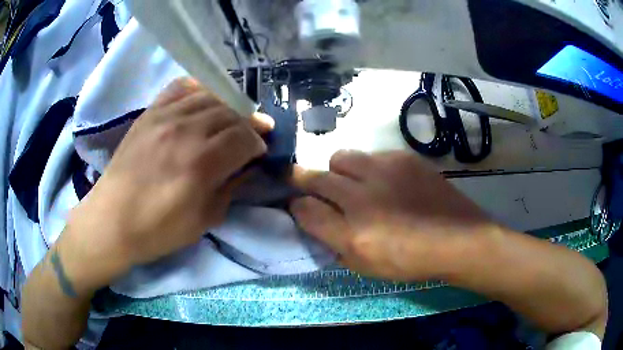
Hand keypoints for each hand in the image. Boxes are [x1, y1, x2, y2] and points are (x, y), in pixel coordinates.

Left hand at [60, 78, 272, 290]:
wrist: (113, 220)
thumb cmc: (158, 229)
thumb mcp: (205, 221)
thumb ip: (230, 188)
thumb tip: (246, 166)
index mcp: (202, 164)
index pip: (244, 138)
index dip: (258, 143)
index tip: (259, 152)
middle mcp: (186, 131)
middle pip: (231, 114)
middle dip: (249, 123)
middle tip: (252, 135)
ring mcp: (165, 116)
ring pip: (211, 97)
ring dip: (228, 107)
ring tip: (231, 118)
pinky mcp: (150, 112)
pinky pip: (181, 87)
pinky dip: (200, 89)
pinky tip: (204, 101)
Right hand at [291, 150, 498, 281]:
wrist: (457, 238)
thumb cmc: (411, 261)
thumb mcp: (366, 267)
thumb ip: (334, 245)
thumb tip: (315, 222)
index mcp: (352, 234)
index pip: (304, 210)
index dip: (295, 206)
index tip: (297, 205)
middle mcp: (362, 198)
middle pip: (314, 176)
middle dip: (301, 178)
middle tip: (303, 181)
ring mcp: (384, 172)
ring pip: (341, 157)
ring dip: (337, 171)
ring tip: (352, 182)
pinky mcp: (403, 158)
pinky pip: (372, 155)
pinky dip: (369, 168)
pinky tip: (386, 182)